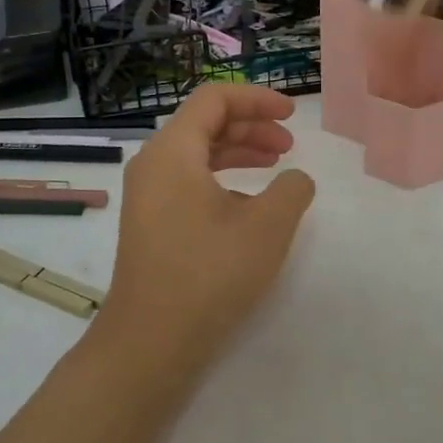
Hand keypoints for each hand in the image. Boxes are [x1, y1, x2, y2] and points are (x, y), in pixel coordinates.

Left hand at [95, 85, 315, 381]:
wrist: (150, 343)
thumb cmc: (209, 274)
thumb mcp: (267, 227)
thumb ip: (291, 189)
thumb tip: (294, 180)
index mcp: (173, 151)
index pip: (214, 98)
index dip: (257, 98)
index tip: (292, 115)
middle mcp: (153, 164)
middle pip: (205, 123)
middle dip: (252, 126)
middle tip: (290, 146)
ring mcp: (147, 196)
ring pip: (197, 154)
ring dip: (239, 152)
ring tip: (276, 167)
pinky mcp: (151, 223)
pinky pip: (188, 181)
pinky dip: (222, 179)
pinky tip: (248, 205)